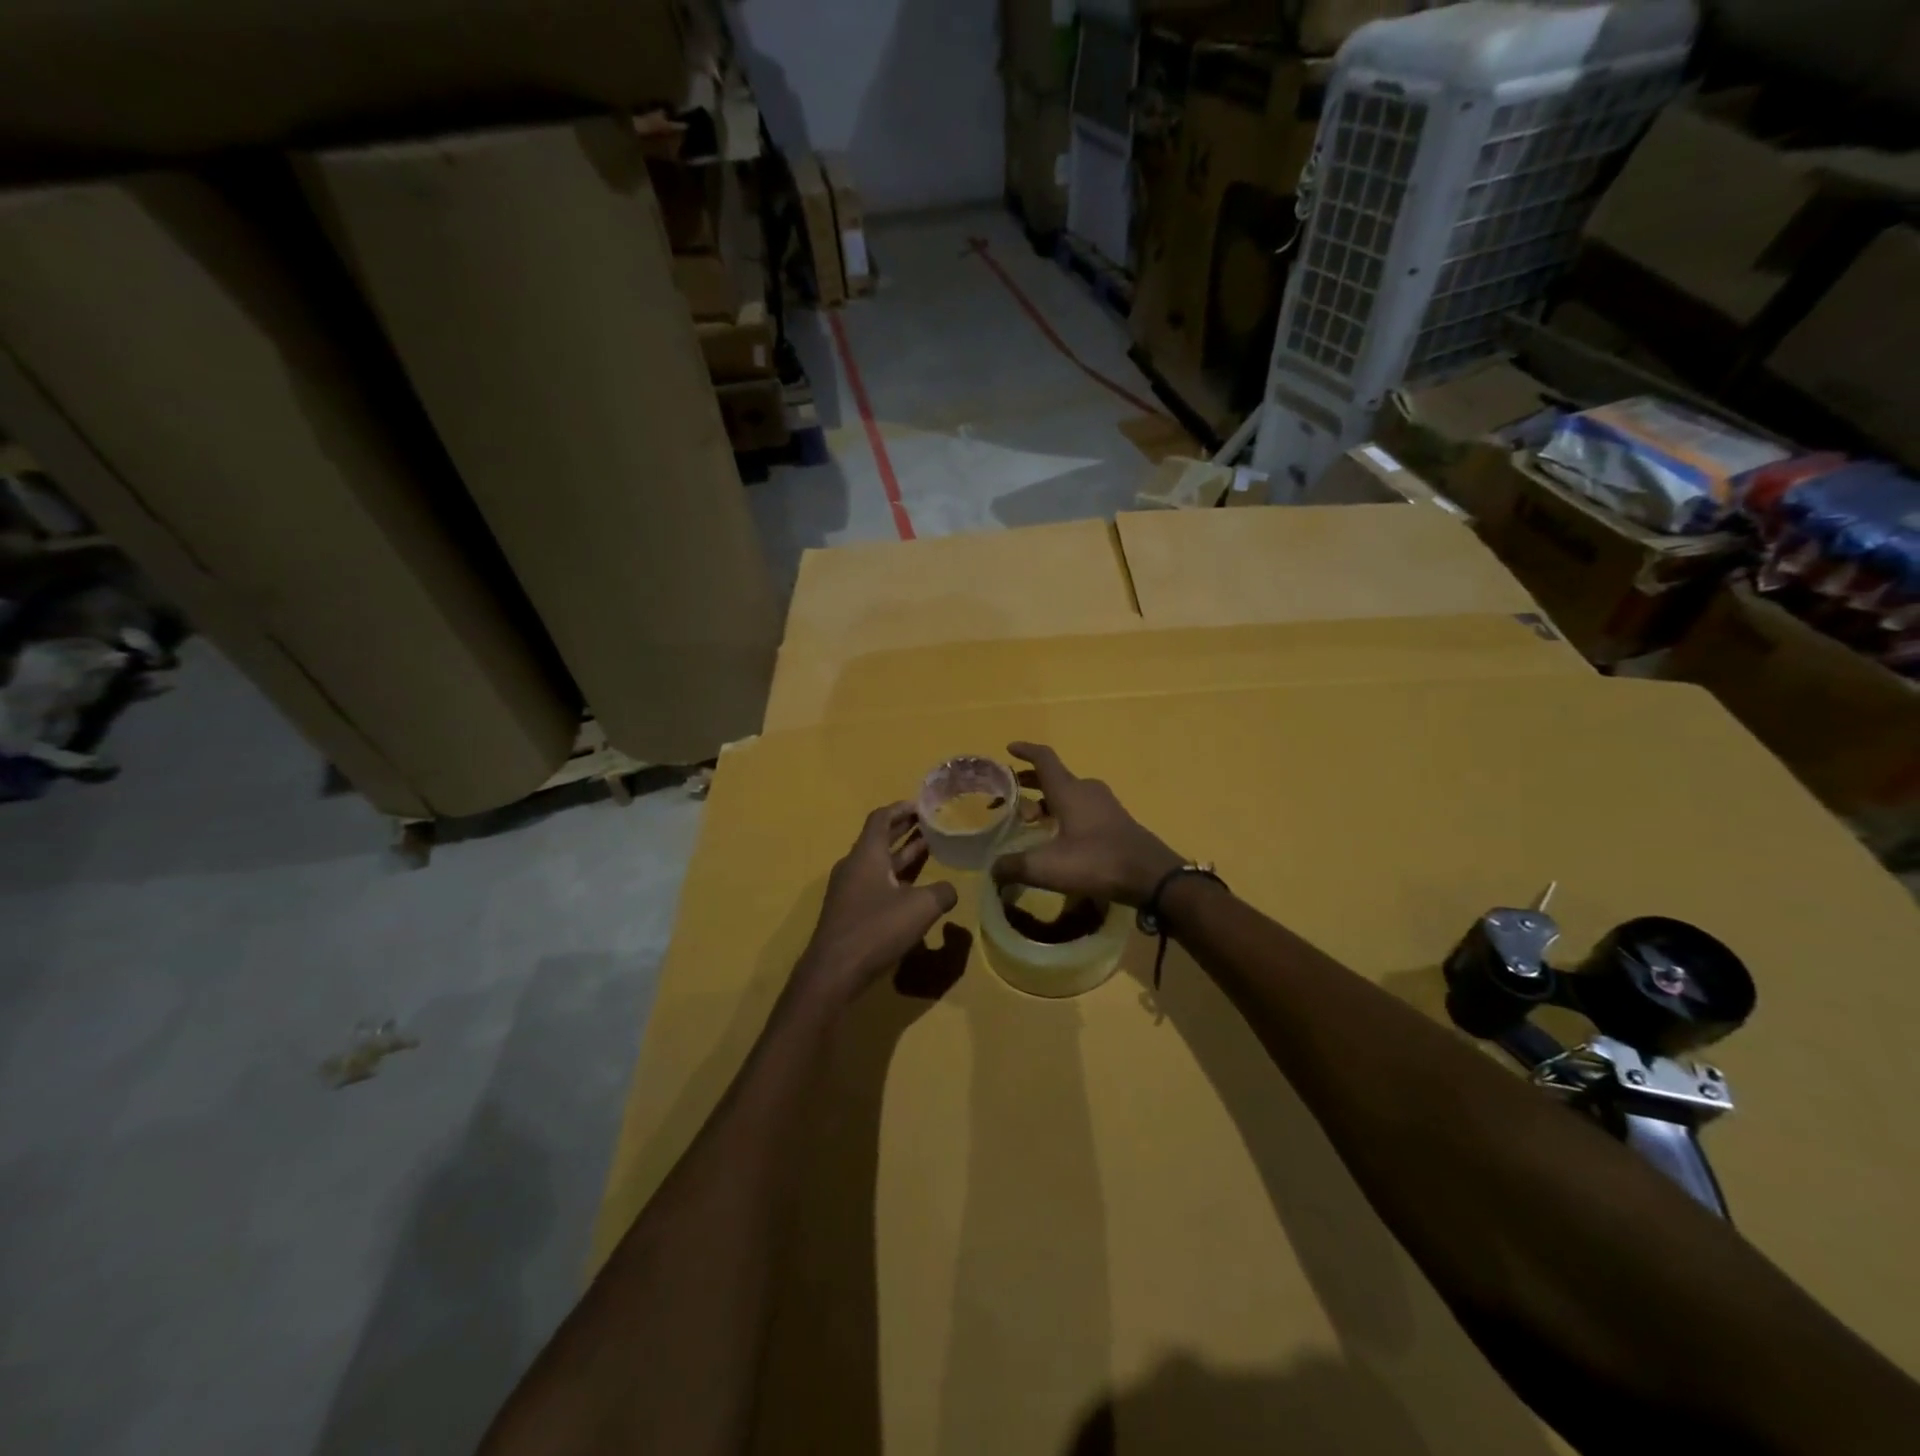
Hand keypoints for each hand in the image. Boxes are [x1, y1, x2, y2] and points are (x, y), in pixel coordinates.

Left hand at [797, 803, 958, 1002]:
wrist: (834, 972)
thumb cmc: (876, 929)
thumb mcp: (921, 907)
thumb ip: (942, 893)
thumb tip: (950, 890)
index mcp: (867, 854)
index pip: (881, 818)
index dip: (901, 808)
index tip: (921, 805)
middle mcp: (853, 866)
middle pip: (878, 838)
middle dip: (904, 829)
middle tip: (929, 824)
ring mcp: (848, 890)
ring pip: (877, 863)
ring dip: (901, 855)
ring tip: (927, 850)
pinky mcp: (848, 912)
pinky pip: (873, 883)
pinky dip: (894, 878)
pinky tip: (912, 889)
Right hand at [991, 742, 1182, 906]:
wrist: (1151, 876)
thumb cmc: (1096, 861)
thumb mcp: (1047, 867)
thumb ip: (1014, 867)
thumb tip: (992, 871)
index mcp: (1069, 790)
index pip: (1044, 759)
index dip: (1025, 751)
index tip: (1009, 749)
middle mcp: (1086, 790)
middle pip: (1054, 777)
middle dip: (1030, 783)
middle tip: (1009, 795)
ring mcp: (1105, 805)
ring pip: (1069, 793)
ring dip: (1048, 801)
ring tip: (1030, 820)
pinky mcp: (1116, 822)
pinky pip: (1083, 808)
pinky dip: (1065, 813)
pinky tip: (1059, 837)